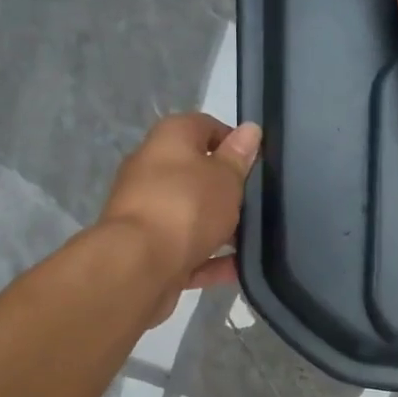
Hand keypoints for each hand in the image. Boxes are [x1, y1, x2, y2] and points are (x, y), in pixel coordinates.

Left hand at [99, 113, 261, 325]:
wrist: (139, 264)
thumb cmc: (187, 206)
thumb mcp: (225, 177)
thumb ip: (238, 157)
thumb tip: (250, 129)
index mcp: (169, 139)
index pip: (205, 127)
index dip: (233, 142)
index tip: (257, 164)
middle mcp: (152, 169)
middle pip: (196, 174)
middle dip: (227, 191)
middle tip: (258, 204)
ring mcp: (147, 212)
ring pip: (191, 215)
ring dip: (220, 228)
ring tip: (254, 240)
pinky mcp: (148, 249)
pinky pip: (186, 249)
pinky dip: (210, 259)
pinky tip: (239, 269)